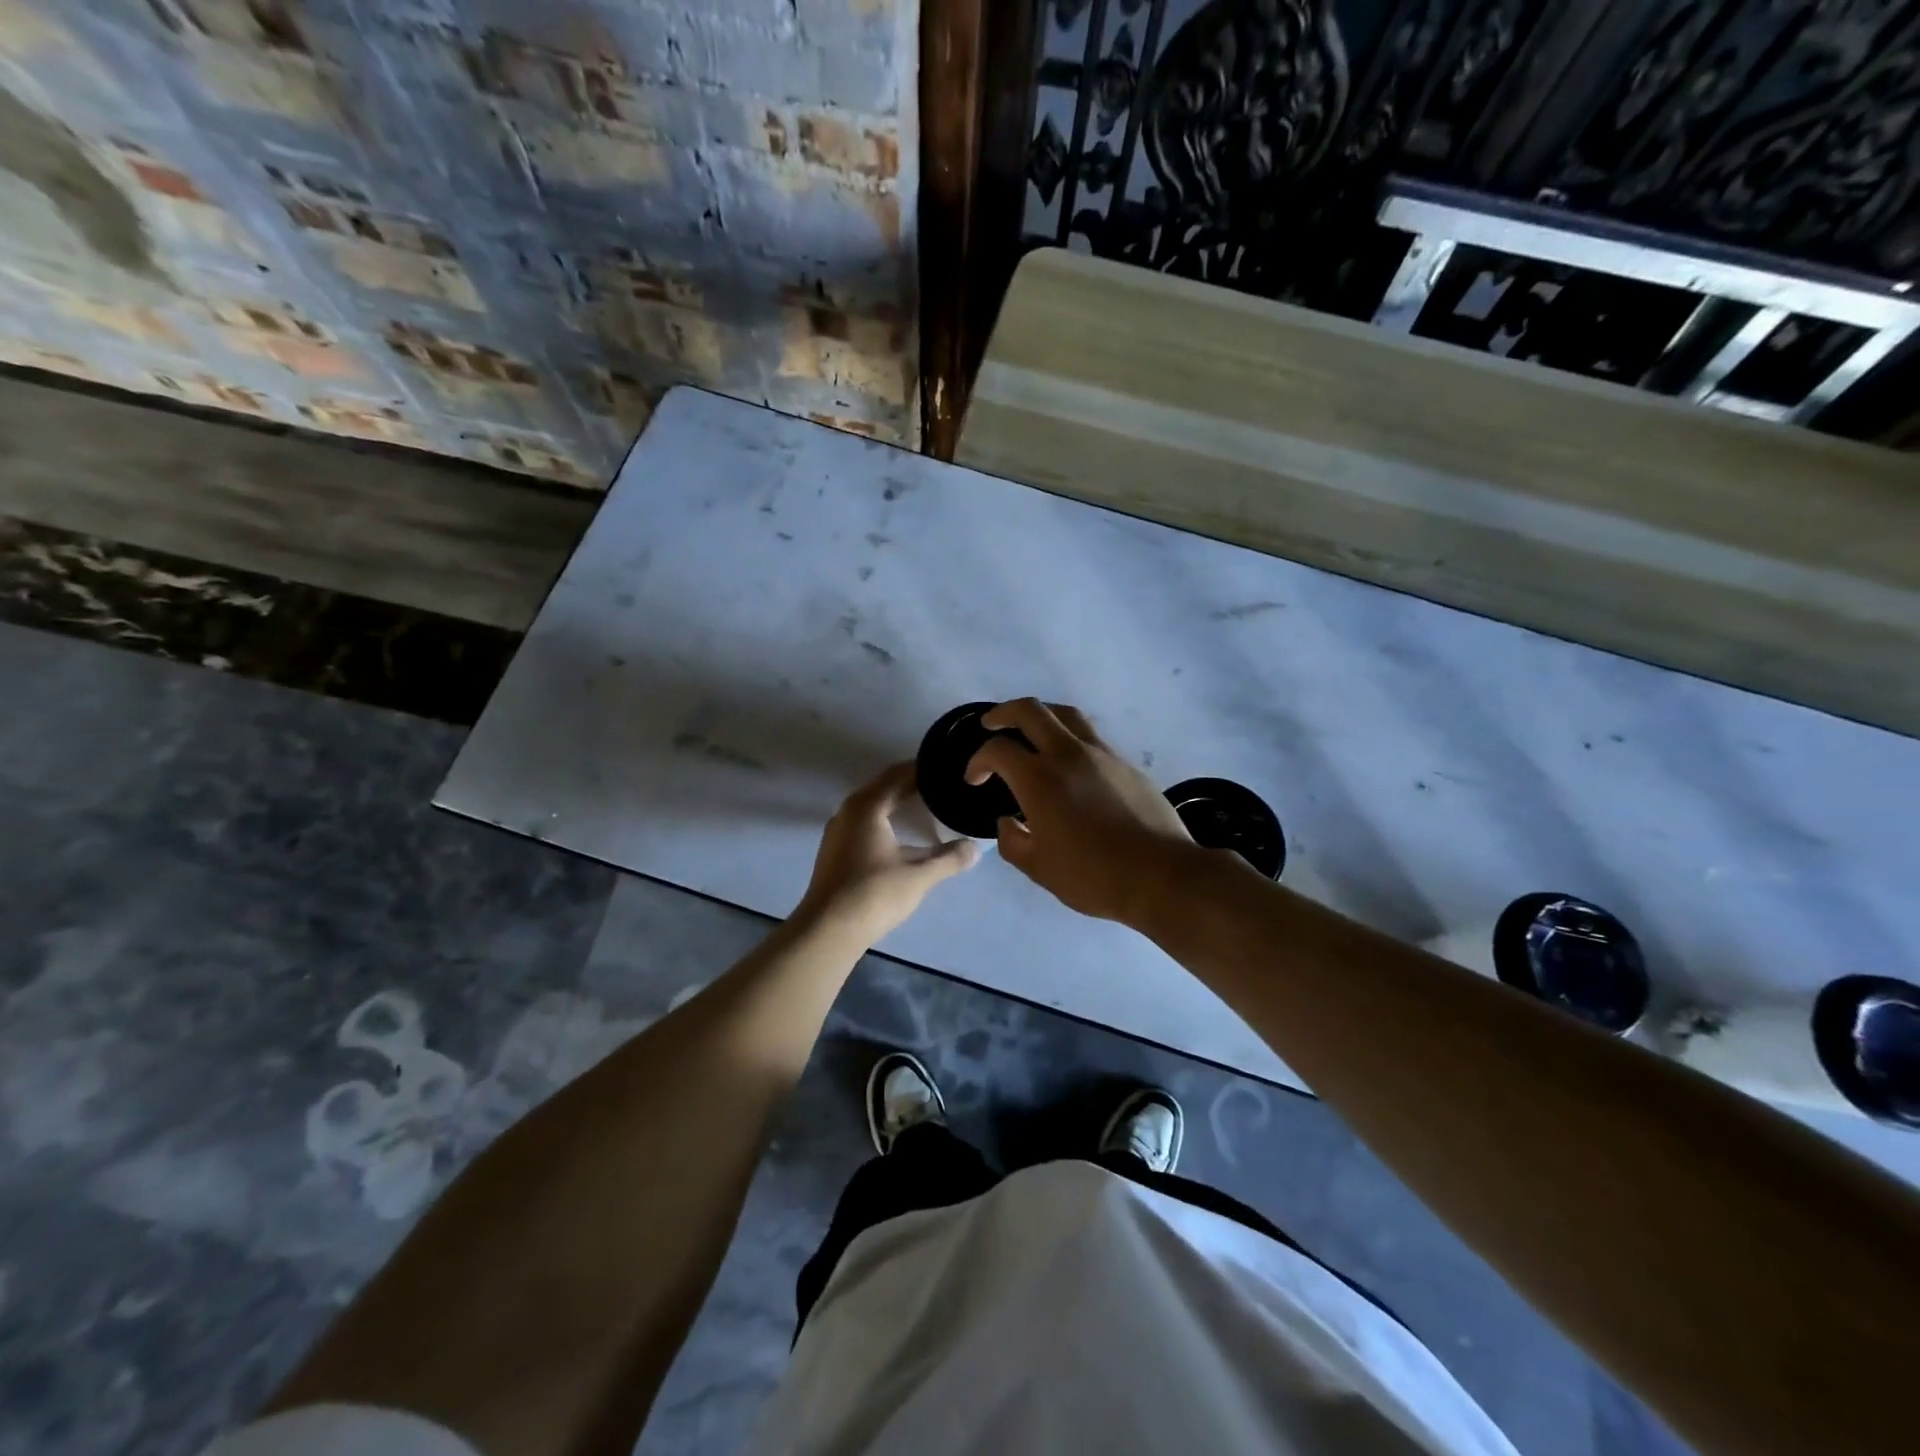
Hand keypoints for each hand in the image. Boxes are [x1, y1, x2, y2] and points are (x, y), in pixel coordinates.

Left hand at [797, 762, 978, 942]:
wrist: (827, 930)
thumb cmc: (873, 894)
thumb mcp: (919, 876)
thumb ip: (949, 859)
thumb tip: (975, 848)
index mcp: (867, 806)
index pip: (898, 775)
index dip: (923, 769)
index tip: (946, 768)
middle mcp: (848, 811)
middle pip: (884, 787)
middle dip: (912, 784)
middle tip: (942, 784)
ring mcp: (838, 831)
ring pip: (872, 806)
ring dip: (896, 802)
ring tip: (925, 805)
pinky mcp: (835, 851)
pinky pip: (864, 822)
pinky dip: (884, 819)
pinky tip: (900, 834)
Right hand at [965, 698, 1197, 923]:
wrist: (1161, 874)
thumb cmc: (1093, 876)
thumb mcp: (1039, 868)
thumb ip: (1012, 841)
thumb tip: (1007, 822)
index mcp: (1039, 779)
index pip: (998, 750)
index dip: (978, 760)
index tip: (975, 779)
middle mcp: (1068, 754)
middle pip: (1030, 710)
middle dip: (1003, 713)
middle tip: (991, 724)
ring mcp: (1101, 754)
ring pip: (1065, 714)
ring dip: (1040, 715)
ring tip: (1030, 730)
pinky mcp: (1125, 762)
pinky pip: (1090, 735)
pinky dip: (1069, 736)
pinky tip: (1069, 760)